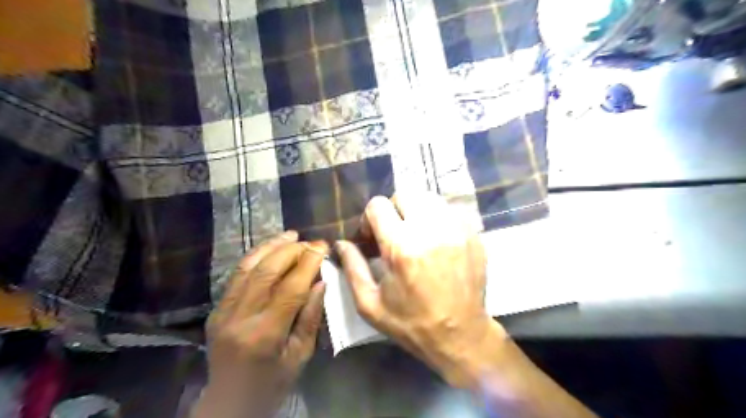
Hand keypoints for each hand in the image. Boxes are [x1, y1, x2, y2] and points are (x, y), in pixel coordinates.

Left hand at [192, 232, 326, 417]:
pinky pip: (236, 275)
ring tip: (291, 234)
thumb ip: (311, 316)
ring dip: (272, 246)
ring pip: (248, 267)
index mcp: (266, 334)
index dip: (309, 262)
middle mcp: (241, 318)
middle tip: (311, 242)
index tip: (323, 246)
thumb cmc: (272, 382)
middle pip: (267, 272)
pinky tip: (270, 248)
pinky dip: (255, 256)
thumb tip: (321, 281)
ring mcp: (223, 312)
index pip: (291, 288)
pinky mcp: (216, 309)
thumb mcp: (300, 355)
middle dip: (292, 251)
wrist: (229, 402)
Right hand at [338, 194, 507, 386]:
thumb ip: (352, 268)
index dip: (369, 219)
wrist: (460, 335)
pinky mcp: (473, 234)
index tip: (372, 238)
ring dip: (415, 211)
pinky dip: (436, 219)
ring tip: (415, 234)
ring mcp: (456, 230)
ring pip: (429, 197)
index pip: (378, 206)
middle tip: (393, 233)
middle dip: (393, 210)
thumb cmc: (411, 323)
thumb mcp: (370, 304)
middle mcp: (431, 230)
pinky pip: (449, 210)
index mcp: (402, 247)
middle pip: (405, 194)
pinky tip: (435, 240)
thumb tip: (340, 243)